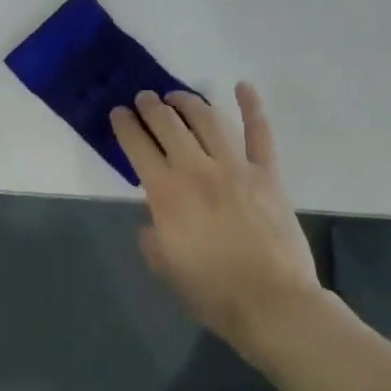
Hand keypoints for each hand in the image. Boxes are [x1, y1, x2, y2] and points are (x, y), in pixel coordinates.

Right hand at [111, 83, 328, 351]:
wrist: (271, 303)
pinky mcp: (267, 173)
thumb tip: (153, 221)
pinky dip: (252, 106)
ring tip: (178, 95)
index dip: (125, 125)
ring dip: (189, 101)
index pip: (137, 146)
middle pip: (168, 124)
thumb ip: (152, 237)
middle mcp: (196, 169)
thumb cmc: (212, 291)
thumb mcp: (165, 267)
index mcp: (166, 192)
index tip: (119, 112)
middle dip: (151, 106)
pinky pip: (260, 133)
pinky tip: (243, 87)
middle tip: (145, 99)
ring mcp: (235, 166)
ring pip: (208, 119)